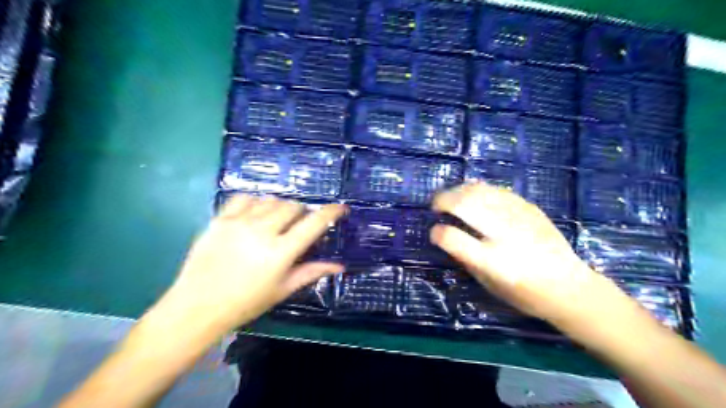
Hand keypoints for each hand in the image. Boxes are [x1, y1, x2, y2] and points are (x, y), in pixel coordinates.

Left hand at [162, 194, 348, 333]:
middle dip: (302, 212)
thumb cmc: (246, 303)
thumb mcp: (282, 289)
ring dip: (280, 207)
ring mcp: (239, 223)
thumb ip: (312, 272)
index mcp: (280, 252)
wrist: (197, 307)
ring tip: (276, 220)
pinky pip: (244, 198)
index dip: (331, 212)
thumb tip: (340, 266)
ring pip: (270, 200)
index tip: (341, 208)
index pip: (313, 224)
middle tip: (298, 225)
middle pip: (292, 206)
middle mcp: (262, 231)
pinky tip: (255, 214)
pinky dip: (256, 202)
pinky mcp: (220, 219)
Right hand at [426, 183, 627, 325]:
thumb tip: (445, 234)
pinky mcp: (529, 207)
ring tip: (452, 198)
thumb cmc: (525, 294)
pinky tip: (474, 197)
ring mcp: (518, 217)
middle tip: (436, 206)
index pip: (453, 238)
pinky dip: (478, 190)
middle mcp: (504, 234)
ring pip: (479, 190)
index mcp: (492, 261)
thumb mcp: (488, 284)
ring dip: (458, 191)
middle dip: (443, 200)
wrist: (570, 286)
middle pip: (464, 204)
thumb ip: (465, 258)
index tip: (434, 232)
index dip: (437, 232)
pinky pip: (496, 190)